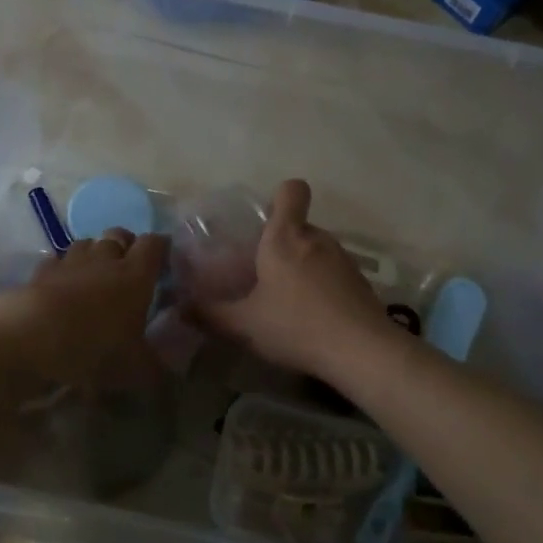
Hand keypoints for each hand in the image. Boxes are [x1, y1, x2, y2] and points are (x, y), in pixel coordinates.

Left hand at [0, 229, 169, 389]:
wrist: (31, 337)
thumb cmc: (93, 348)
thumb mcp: (134, 370)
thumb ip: (157, 368)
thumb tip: (172, 372)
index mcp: (136, 275)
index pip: (155, 244)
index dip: (161, 248)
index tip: (165, 259)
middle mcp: (105, 259)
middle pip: (119, 234)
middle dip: (127, 245)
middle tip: (129, 267)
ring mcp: (71, 261)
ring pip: (88, 243)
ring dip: (95, 253)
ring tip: (96, 273)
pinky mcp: (42, 271)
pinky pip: (58, 260)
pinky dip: (64, 267)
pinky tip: (63, 284)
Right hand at [192, 180, 395, 377]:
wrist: (362, 352)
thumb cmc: (296, 326)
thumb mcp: (244, 325)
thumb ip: (210, 314)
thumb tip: (180, 308)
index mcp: (285, 237)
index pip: (291, 190)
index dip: (279, 197)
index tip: (264, 221)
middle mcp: (316, 239)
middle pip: (299, 225)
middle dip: (282, 244)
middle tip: (263, 274)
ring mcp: (343, 259)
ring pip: (316, 251)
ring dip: (303, 267)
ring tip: (287, 301)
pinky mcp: (361, 282)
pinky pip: (334, 273)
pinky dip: (323, 287)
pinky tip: (313, 318)